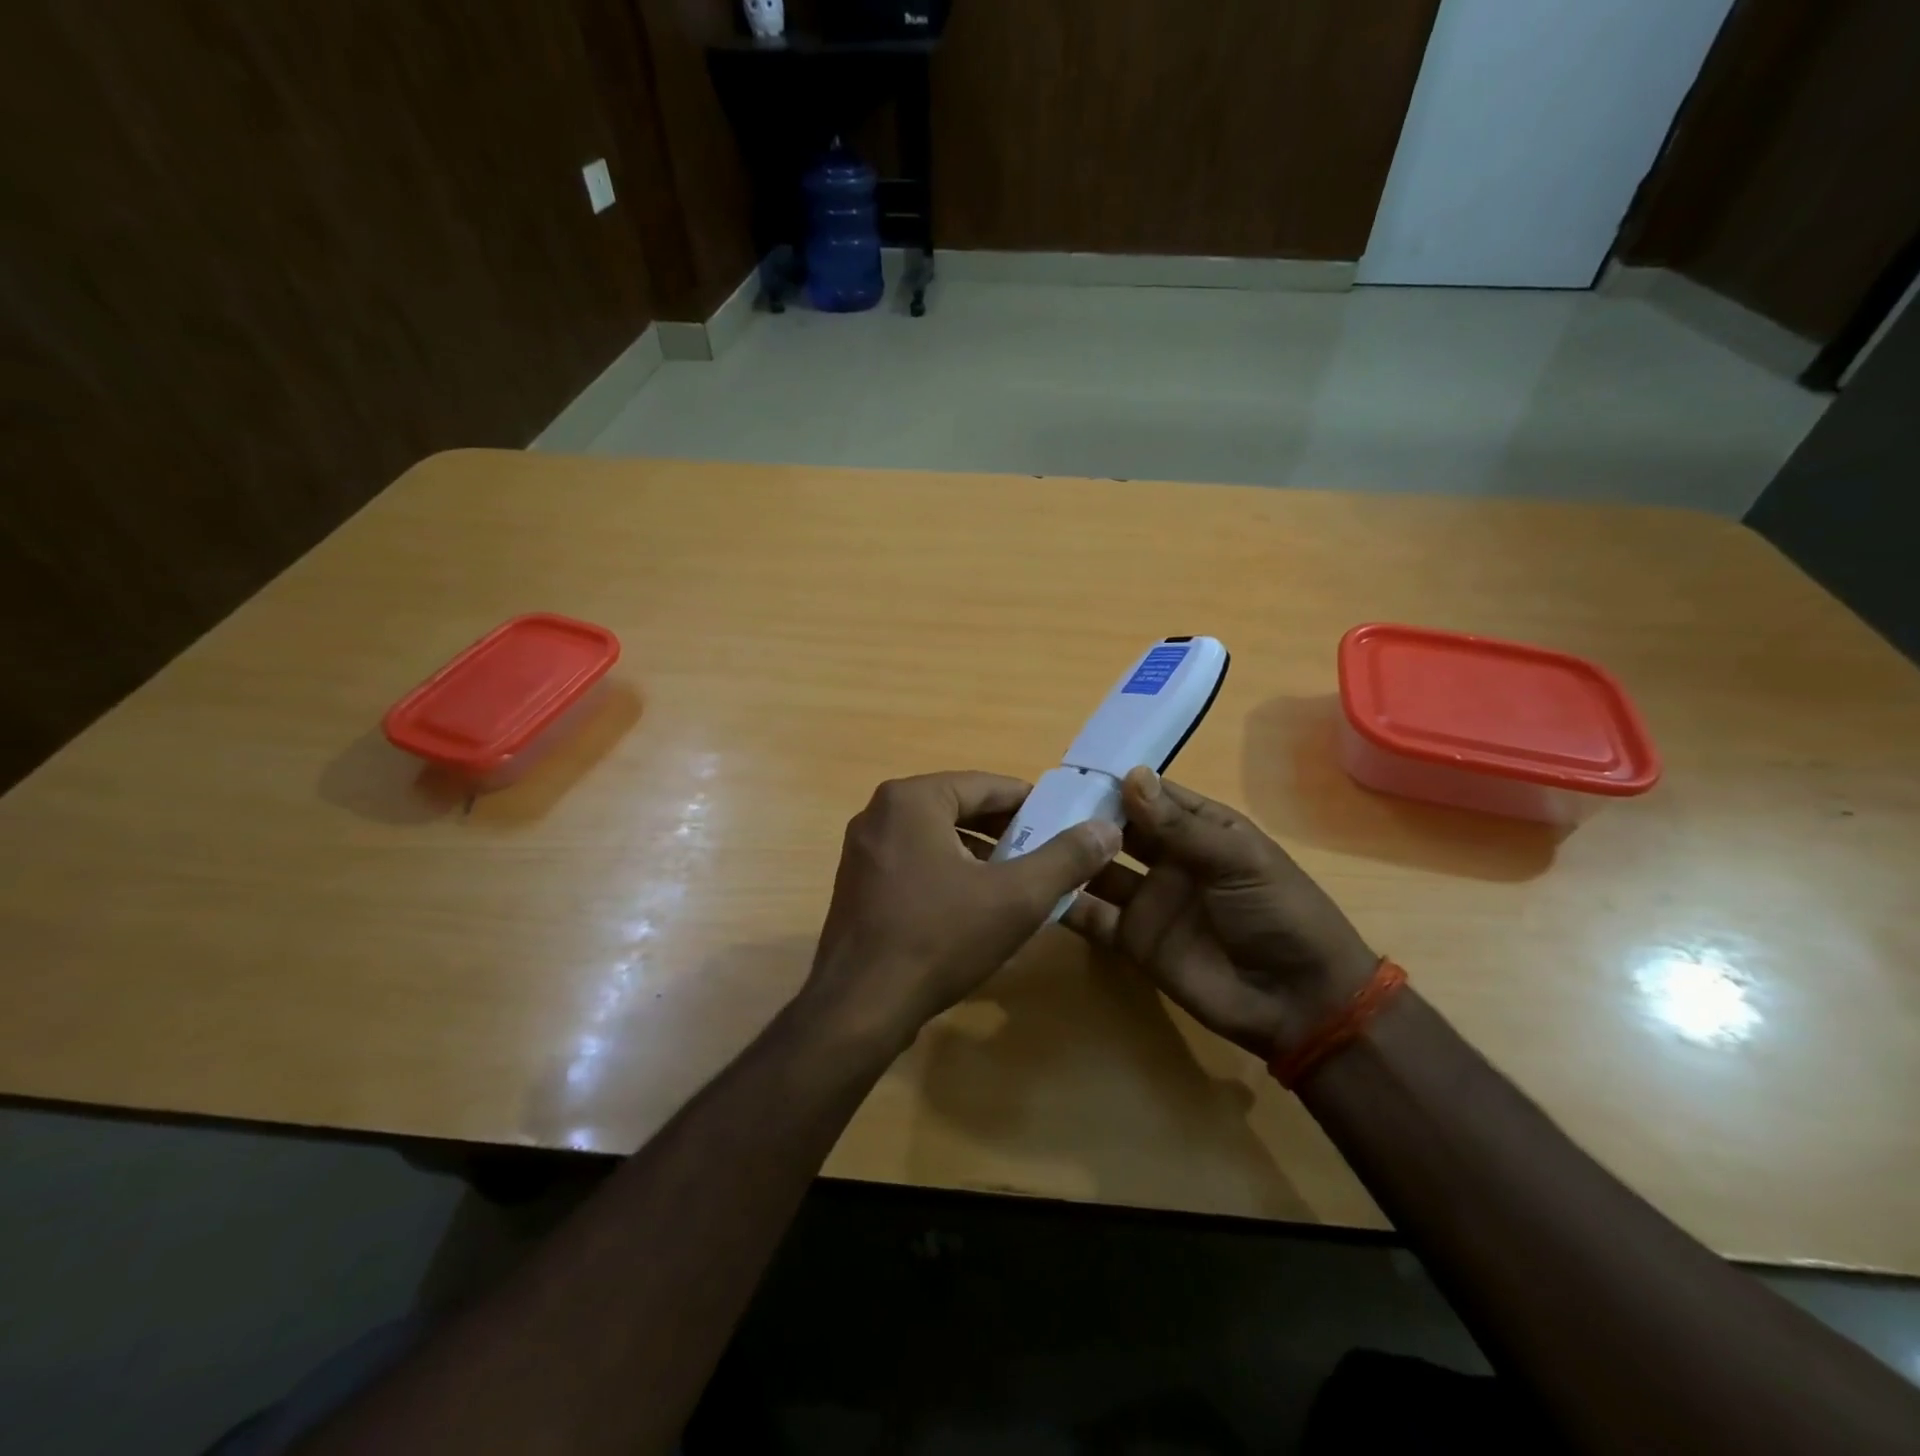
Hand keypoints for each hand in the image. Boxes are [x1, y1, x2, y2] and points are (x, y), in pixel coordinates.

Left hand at [803, 772, 1121, 1050]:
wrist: (860, 1009)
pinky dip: (948, 873)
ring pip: (937, 837)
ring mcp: (863, 849)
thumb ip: (1065, 858)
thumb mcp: (1016, 898)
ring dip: (979, 854)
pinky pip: (914, 862)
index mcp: (912, 798)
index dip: (1033, 805)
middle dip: (1006, 832)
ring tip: (1017, 882)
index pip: (987, 786)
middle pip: (960, 808)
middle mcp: (880, 812)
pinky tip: (973, 907)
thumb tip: (1106, 828)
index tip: (1066, 825)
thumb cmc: (939, 940)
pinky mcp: (857, 883)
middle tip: (1047, 857)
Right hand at [1063, 767, 1379, 1060]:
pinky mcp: (1134, 941)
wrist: (1298, 1002)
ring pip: (1098, 871)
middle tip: (1033, 803)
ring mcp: (1149, 901)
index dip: (1115, 783)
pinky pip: (1093, 918)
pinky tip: (1034, 890)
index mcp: (1200, 830)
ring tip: (1025, 840)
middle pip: (1117, 831)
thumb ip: (1179, 825)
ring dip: (1069, 857)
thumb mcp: (1237, 859)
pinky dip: (1065, 905)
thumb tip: (1130, 775)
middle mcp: (1169, 859)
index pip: (1151, 796)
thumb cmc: (1279, 913)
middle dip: (1083, 816)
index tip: (1069, 770)